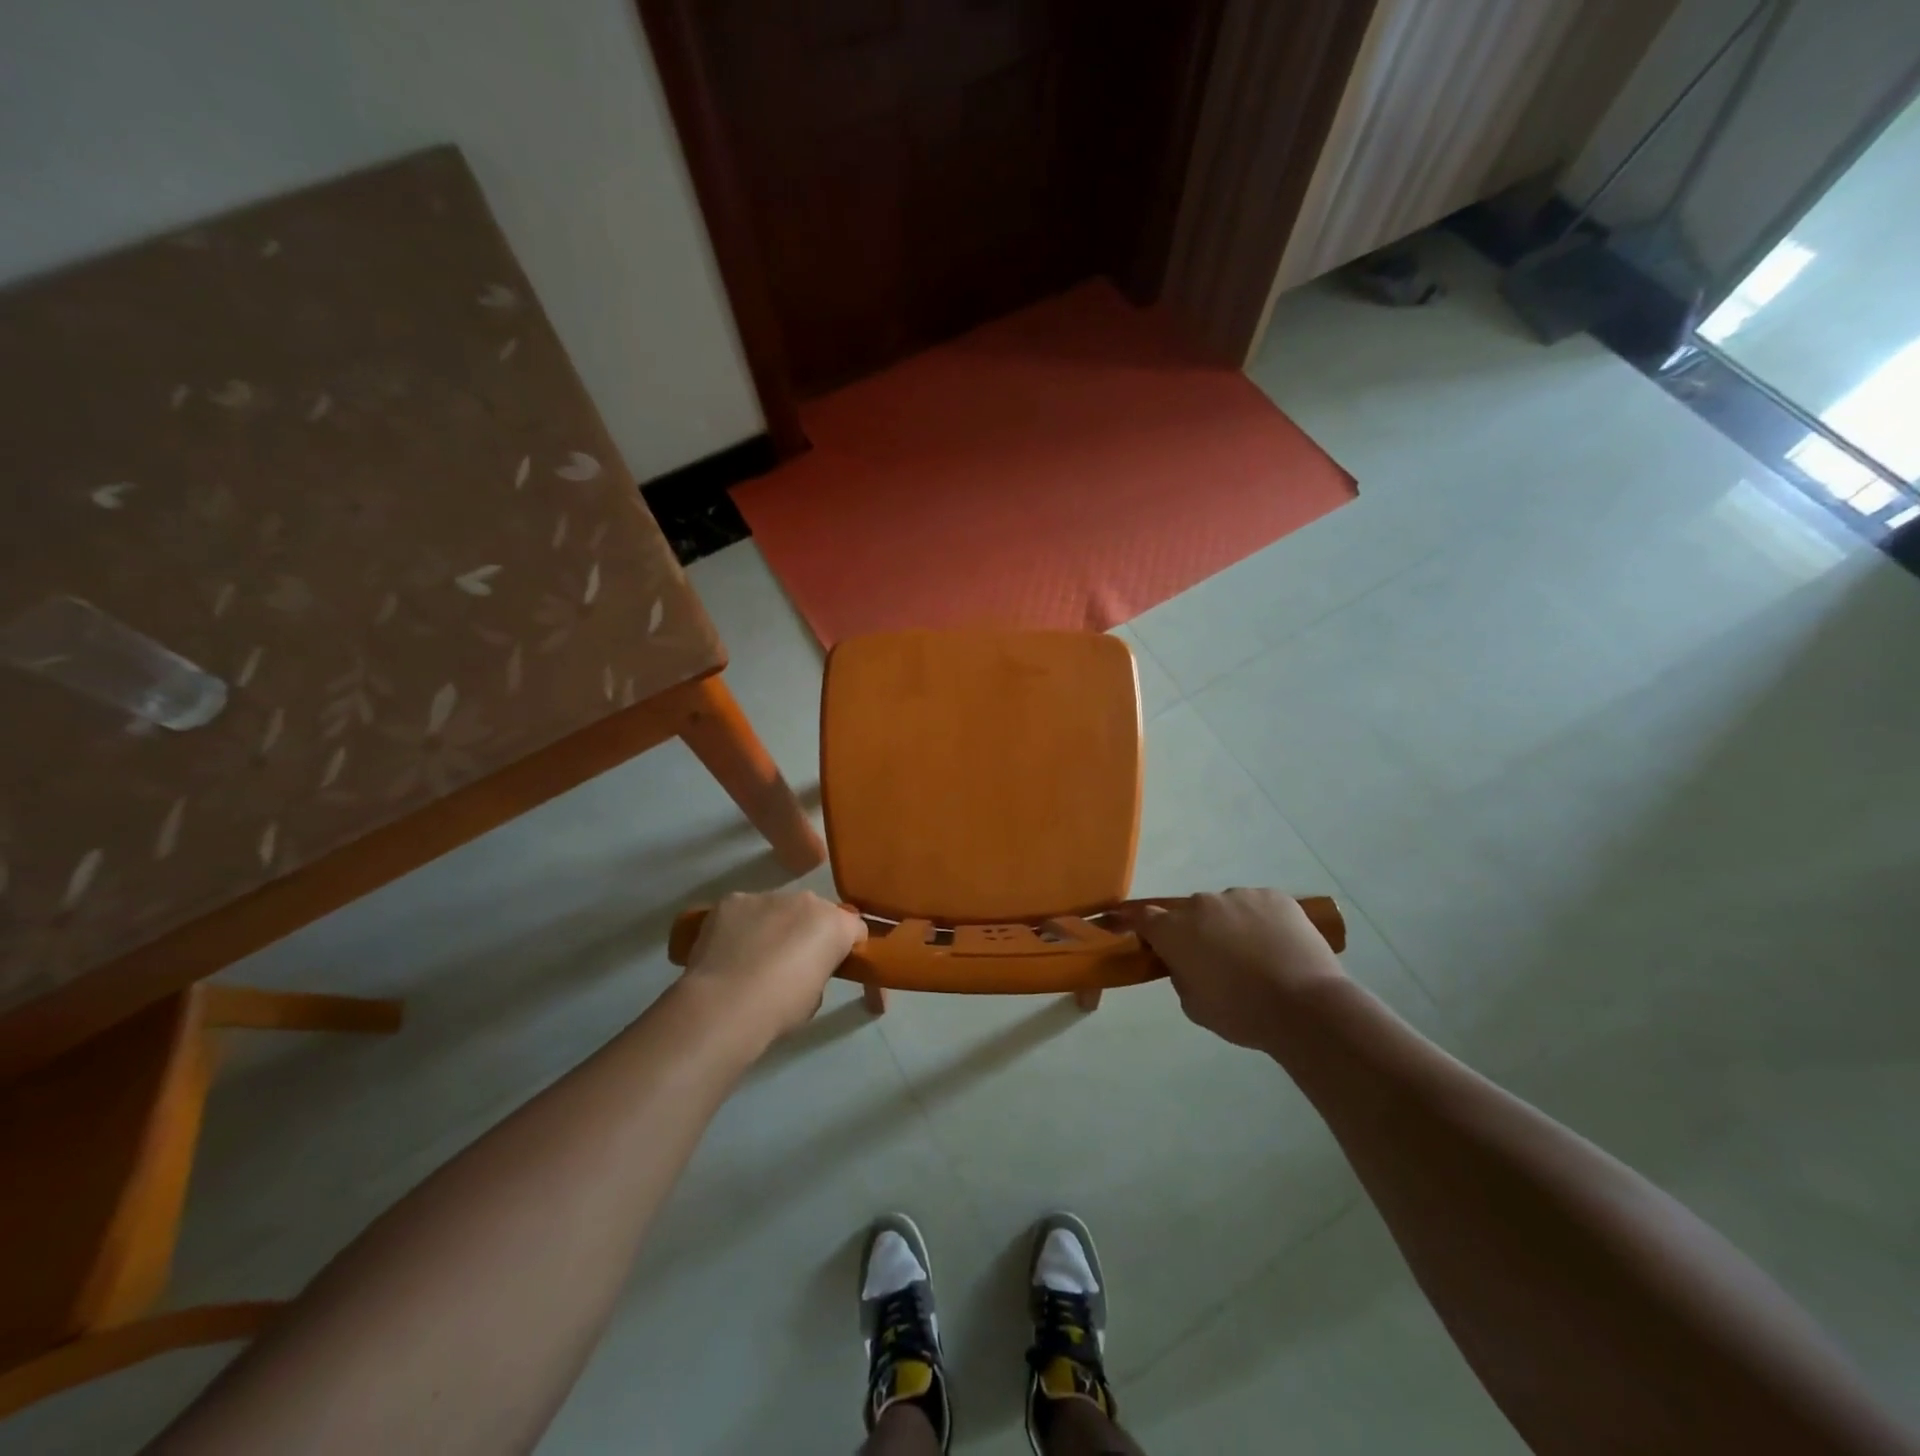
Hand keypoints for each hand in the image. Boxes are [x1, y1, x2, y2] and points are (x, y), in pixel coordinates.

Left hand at [681, 891, 867, 1045]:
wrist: (725, 1004)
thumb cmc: (780, 1008)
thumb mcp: (815, 997)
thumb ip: (818, 970)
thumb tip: (803, 968)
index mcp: (834, 924)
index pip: (854, 928)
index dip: (846, 947)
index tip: (834, 967)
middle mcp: (805, 900)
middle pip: (814, 912)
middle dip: (808, 931)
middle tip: (791, 964)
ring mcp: (766, 896)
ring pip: (777, 908)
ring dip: (773, 926)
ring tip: (752, 958)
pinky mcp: (732, 900)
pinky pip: (743, 910)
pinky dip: (740, 926)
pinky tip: (728, 952)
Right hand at [1133, 889, 1346, 1049]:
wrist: (1304, 1007)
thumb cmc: (1240, 1013)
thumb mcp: (1193, 1005)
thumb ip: (1180, 975)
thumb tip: (1186, 961)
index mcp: (1174, 930)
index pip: (1142, 917)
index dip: (1137, 923)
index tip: (1137, 931)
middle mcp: (1201, 904)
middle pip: (1189, 914)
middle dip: (1196, 932)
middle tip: (1216, 961)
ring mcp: (1239, 896)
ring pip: (1226, 908)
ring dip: (1231, 926)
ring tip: (1256, 956)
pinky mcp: (1274, 896)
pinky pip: (1258, 906)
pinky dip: (1262, 922)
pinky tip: (1278, 947)